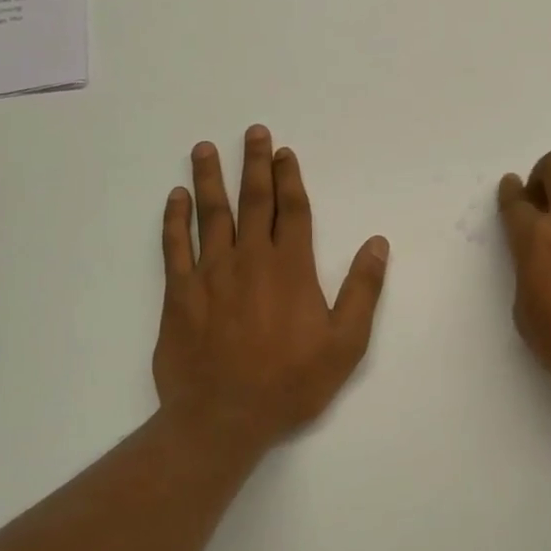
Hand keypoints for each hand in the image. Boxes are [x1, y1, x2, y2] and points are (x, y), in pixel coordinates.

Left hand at [155, 127, 388, 454]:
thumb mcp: (345, 344)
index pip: (292, 210)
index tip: (284, 152)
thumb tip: (377, 243)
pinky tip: (174, 198)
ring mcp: (210, 273)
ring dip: (209, 179)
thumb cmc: (290, 383)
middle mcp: (249, 260)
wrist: (223, 417)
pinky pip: (174, 246)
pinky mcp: (179, 293)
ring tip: (206, 148)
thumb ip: (363, 290)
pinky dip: (173, 219)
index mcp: (291, 269)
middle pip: (253, 201)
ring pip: (210, 214)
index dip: (289, 178)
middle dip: (255, 164)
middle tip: (253, 132)